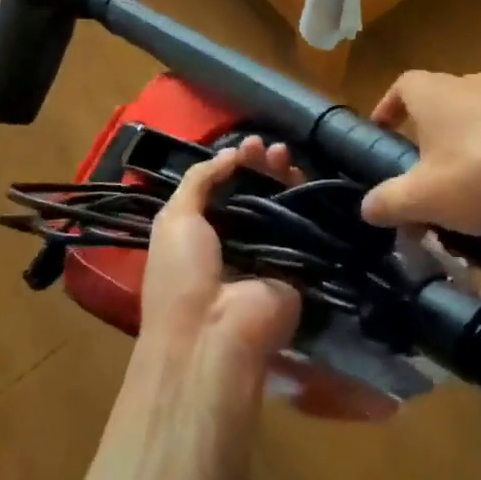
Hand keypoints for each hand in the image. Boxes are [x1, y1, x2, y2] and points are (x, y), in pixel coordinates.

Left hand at [140, 140, 301, 365]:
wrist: (214, 333)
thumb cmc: (182, 275)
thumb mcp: (174, 219)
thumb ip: (198, 180)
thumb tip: (229, 153)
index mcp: (204, 234)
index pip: (227, 189)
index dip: (237, 164)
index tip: (247, 146)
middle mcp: (239, 241)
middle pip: (258, 192)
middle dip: (263, 166)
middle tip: (268, 147)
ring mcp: (271, 252)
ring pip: (284, 204)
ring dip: (284, 176)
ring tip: (284, 155)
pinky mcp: (299, 264)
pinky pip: (306, 226)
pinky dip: (306, 199)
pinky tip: (303, 177)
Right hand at [360, 71, 480, 234]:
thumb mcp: (426, 198)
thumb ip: (389, 201)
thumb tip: (366, 206)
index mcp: (435, 93)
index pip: (402, 86)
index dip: (388, 107)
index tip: (382, 131)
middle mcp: (473, 84)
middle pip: (441, 101)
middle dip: (428, 133)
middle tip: (424, 171)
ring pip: (478, 117)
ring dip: (467, 146)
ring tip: (468, 188)